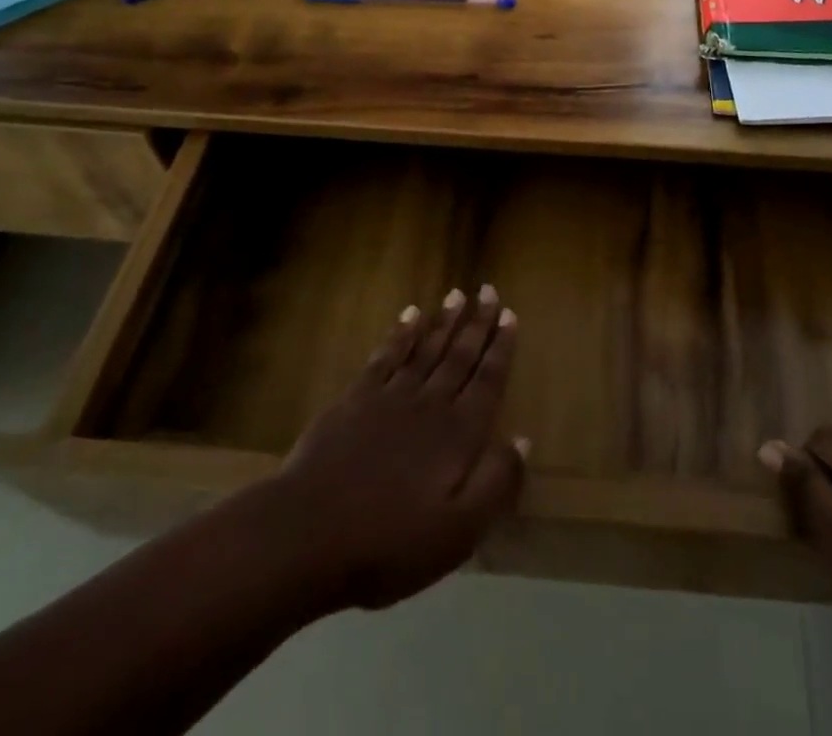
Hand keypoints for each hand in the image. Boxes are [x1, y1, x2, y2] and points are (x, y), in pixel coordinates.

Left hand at [271, 287, 527, 611]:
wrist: (308, 534)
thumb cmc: (388, 543)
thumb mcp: (458, 532)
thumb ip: (496, 484)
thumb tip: (523, 440)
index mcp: (458, 434)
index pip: (488, 381)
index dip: (501, 348)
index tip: (510, 315)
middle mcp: (430, 404)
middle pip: (459, 356)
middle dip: (477, 323)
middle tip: (488, 290)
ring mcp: (390, 397)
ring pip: (426, 349)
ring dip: (444, 322)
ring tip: (457, 294)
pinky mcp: (356, 399)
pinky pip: (386, 356)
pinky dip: (400, 334)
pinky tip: (409, 315)